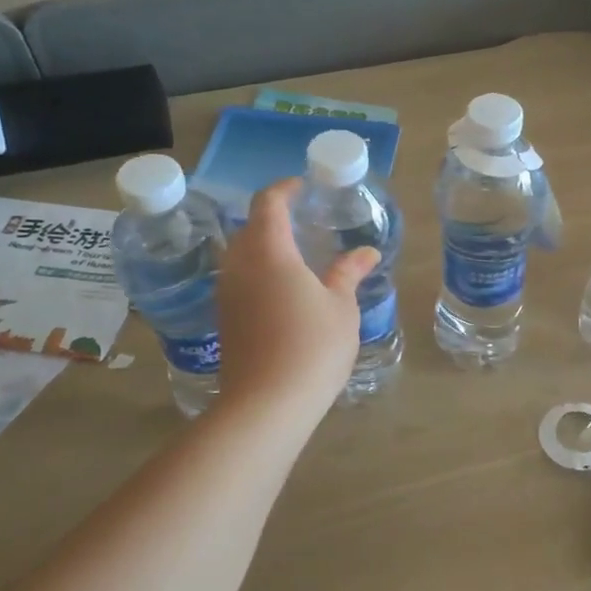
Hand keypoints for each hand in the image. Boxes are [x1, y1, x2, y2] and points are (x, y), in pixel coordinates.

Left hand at [216, 179, 378, 416]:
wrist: (267, 404)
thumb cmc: (312, 347)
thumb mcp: (341, 307)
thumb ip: (348, 273)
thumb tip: (365, 252)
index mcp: (270, 252)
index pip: (268, 203)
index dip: (285, 189)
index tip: (303, 186)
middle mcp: (240, 266)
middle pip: (249, 227)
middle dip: (273, 217)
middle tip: (303, 220)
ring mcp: (227, 294)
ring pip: (240, 255)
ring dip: (263, 246)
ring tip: (294, 254)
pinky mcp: (225, 319)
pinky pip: (238, 280)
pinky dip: (258, 272)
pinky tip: (282, 291)